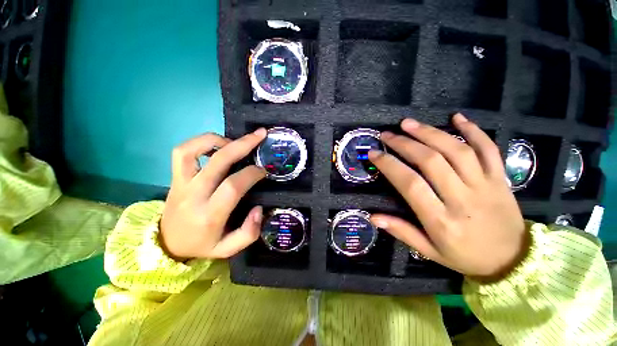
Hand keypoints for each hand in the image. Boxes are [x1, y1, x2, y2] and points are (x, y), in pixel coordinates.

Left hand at [160, 129, 266, 260]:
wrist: (167, 244)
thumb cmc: (202, 245)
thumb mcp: (228, 249)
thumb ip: (248, 233)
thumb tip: (258, 208)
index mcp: (209, 215)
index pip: (232, 186)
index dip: (252, 173)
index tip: (263, 171)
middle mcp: (193, 195)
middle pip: (218, 161)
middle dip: (243, 144)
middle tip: (260, 135)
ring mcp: (181, 183)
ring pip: (193, 150)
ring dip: (218, 140)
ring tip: (236, 141)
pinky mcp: (175, 177)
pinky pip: (182, 152)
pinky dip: (201, 142)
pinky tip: (218, 145)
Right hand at [369, 114, 526, 279]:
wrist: (515, 261)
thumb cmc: (467, 257)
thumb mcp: (430, 251)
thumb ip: (401, 232)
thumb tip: (372, 217)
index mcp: (441, 220)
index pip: (410, 184)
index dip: (389, 165)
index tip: (374, 154)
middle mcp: (463, 198)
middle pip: (431, 161)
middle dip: (404, 144)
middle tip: (387, 135)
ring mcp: (485, 185)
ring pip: (456, 150)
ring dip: (429, 133)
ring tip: (408, 123)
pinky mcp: (501, 178)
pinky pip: (488, 149)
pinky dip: (473, 130)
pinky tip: (457, 117)